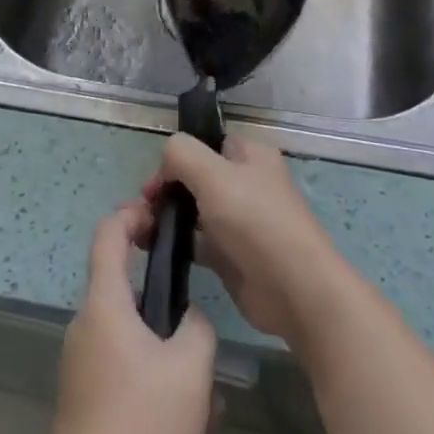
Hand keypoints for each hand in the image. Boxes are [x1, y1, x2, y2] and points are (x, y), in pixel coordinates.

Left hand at [39, 200, 217, 433]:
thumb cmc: (144, 425)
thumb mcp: (191, 368)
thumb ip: (197, 325)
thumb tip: (188, 318)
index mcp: (104, 304)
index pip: (108, 234)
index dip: (131, 213)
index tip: (159, 214)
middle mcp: (84, 326)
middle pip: (119, 285)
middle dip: (157, 290)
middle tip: (193, 305)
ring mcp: (78, 364)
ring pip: (125, 333)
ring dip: (160, 341)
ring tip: (199, 378)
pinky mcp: (82, 399)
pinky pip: (119, 366)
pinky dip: (148, 373)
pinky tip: (183, 415)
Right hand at [145, 134, 348, 346]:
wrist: (295, 290)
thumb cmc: (255, 221)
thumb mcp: (214, 175)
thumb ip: (182, 154)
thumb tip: (166, 163)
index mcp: (249, 155)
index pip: (204, 143)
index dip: (177, 157)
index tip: (155, 181)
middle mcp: (244, 182)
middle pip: (194, 176)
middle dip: (165, 189)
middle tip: (141, 209)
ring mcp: (238, 220)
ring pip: (192, 209)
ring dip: (165, 216)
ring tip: (137, 230)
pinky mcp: (231, 255)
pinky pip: (196, 241)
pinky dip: (175, 242)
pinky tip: (153, 250)